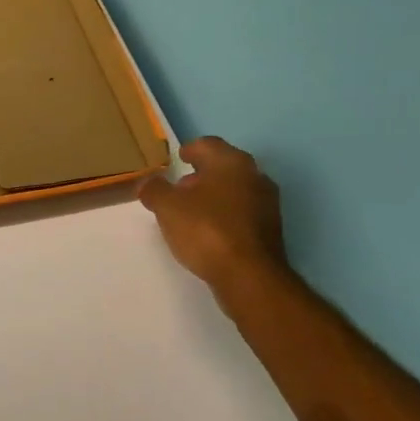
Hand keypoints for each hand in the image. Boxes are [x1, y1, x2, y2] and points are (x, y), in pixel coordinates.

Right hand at [139, 137, 288, 303]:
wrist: (249, 275)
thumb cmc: (206, 230)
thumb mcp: (167, 207)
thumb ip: (154, 190)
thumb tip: (148, 183)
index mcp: (231, 162)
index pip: (208, 144)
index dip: (190, 150)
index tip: (178, 158)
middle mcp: (254, 176)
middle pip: (224, 167)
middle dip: (202, 174)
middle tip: (180, 187)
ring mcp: (267, 203)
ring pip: (235, 190)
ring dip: (214, 195)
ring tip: (191, 212)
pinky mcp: (270, 229)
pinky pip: (242, 212)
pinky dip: (225, 214)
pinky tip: (209, 231)